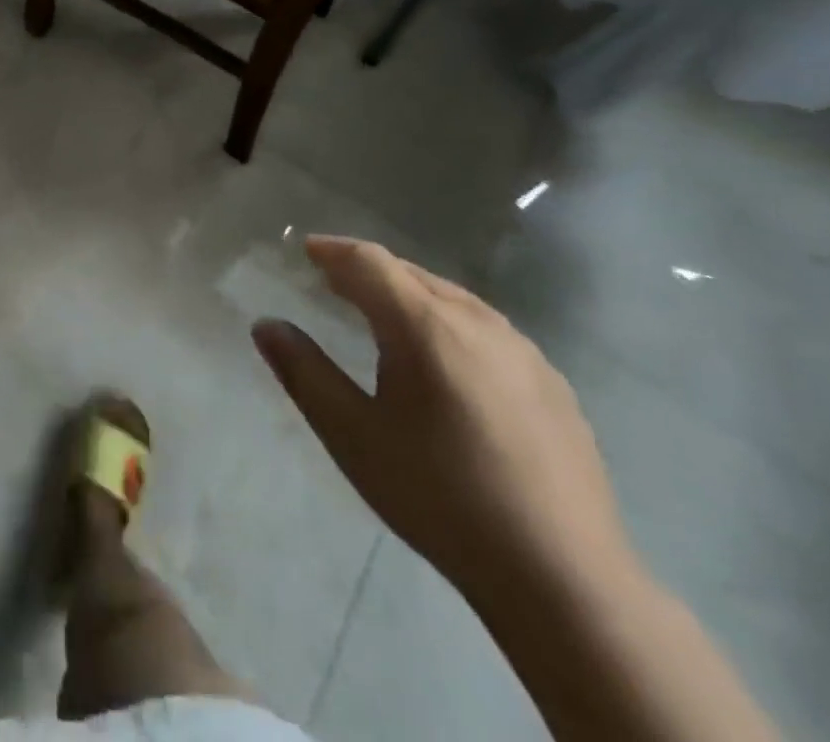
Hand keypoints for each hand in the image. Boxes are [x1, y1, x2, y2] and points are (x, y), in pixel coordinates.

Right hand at [253, 236, 631, 605]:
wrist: (564, 579)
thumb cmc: (440, 498)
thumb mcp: (352, 436)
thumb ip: (303, 372)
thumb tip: (266, 325)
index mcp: (425, 327)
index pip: (370, 262)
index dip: (334, 250)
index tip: (307, 251)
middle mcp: (477, 323)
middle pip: (411, 273)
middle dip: (367, 270)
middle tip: (333, 281)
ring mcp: (524, 353)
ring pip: (452, 298)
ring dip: (409, 293)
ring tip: (382, 312)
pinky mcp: (553, 385)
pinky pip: (486, 329)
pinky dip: (448, 321)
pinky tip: (445, 359)